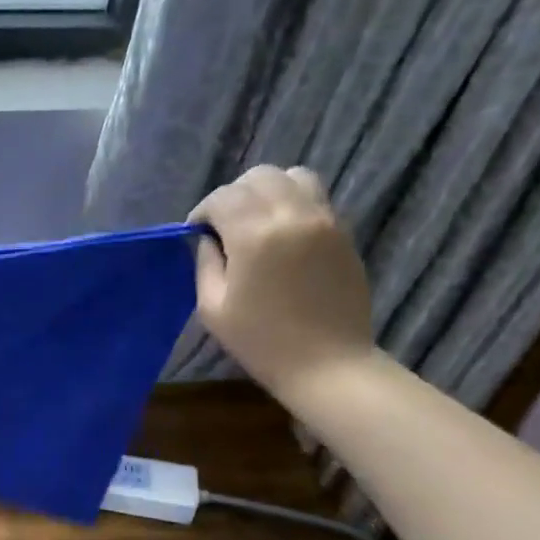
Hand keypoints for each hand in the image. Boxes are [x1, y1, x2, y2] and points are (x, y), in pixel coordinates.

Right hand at [187, 166, 375, 408]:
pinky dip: (292, 202)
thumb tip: (207, 239)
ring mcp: (325, 220)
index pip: (224, 197)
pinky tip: (282, 234)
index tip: (196, 233)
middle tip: (223, 226)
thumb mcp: (213, 307)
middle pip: (259, 177)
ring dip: (267, 191)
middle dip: (234, 195)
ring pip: (293, 176)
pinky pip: (315, 197)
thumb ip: (206, 263)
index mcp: (256, 235)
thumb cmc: (260, 340)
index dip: (203, 211)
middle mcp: (293, 215)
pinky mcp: (343, 231)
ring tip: (256, 221)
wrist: (327, 362)